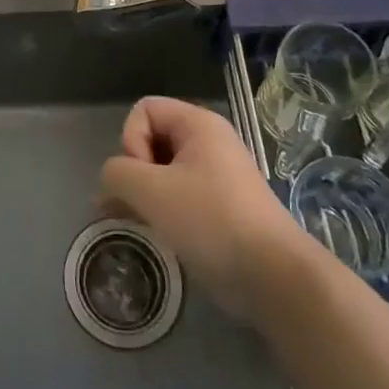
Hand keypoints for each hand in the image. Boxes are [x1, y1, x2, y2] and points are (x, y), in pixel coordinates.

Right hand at [98, 97, 304, 317]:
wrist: (276, 279)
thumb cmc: (212, 221)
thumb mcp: (151, 191)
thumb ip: (117, 173)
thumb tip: (112, 180)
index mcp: (199, 125)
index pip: (145, 110)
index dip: (132, 140)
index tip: (144, 178)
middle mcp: (210, 143)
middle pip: (153, 139)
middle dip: (134, 171)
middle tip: (134, 206)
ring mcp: (218, 176)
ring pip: (164, 171)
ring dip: (145, 195)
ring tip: (137, 224)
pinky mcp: (222, 208)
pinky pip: (181, 196)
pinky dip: (164, 211)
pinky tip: (158, 236)